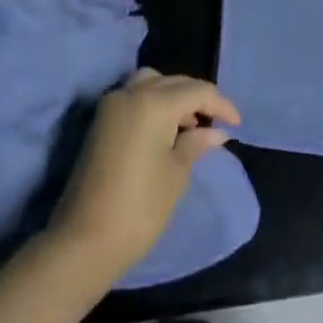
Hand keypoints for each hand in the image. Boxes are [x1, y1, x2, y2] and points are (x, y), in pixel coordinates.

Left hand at [48, 69, 240, 282]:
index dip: (221, 105)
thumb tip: (216, 131)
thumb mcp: (176, 173)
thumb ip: (196, 143)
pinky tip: (166, 128)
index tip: (237, 124)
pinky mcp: (100, 122)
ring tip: (190, 123)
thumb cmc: (140, 208)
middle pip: (173, 82)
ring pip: (150, 82)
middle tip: (218, 122)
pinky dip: (153, 102)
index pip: (197, 91)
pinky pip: (134, 96)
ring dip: (173, 95)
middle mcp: (131, 93)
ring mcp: (111, 105)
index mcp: (154, 103)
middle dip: (198, 98)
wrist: (85, 240)